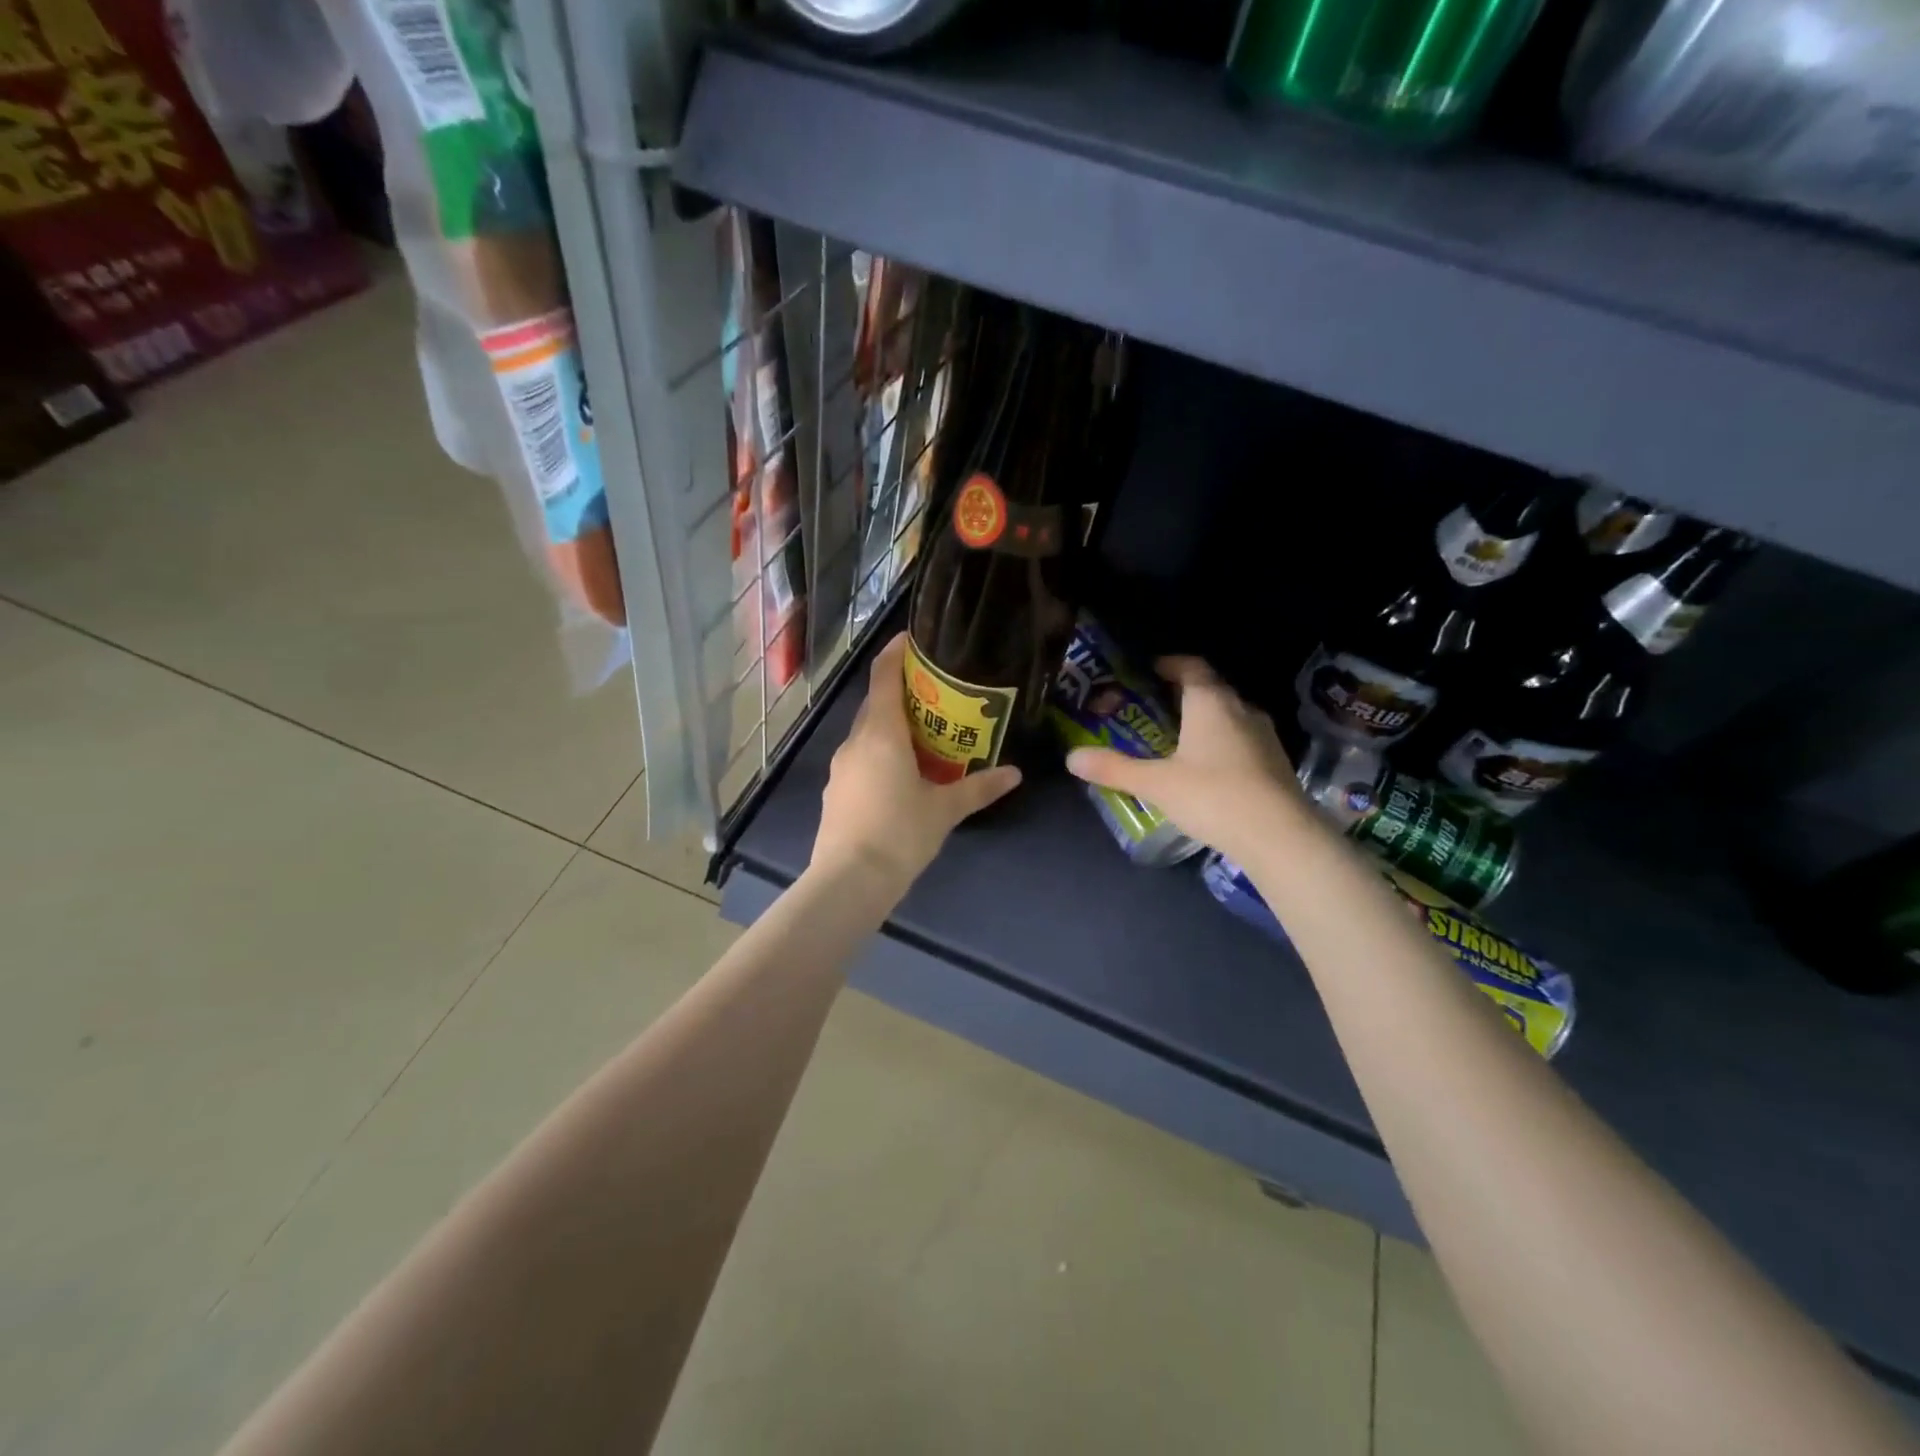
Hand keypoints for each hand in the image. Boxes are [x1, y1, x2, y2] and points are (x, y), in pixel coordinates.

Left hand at [811, 633, 1022, 894]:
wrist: (848, 881)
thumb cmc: (899, 834)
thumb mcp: (945, 810)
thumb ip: (979, 788)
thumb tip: (1015, 774)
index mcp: (881, 734)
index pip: (883, 677)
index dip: (894, 653)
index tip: (912, 639)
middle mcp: (855, 742)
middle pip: (875, 704)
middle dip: (901, 693)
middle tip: (935, 695)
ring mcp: (840, 768)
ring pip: (866, 734)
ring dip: (890, 727)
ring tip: (923, 736)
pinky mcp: (835, 792)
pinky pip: (860, 759)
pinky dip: (879, 754)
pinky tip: (900, 776)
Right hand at [1065, 655, 1305, 864]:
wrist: (1279, 835)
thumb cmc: (1212, 796)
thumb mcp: (1156, 783)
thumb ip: (1114, 769)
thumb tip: (1071, 757)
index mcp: (1210, 703)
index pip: (1192, 667)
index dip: (1171, 664)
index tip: (1151, 669)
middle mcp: (1241, 709)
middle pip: (1211, 690)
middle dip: (1184, 694)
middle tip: (1156, 707)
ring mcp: (1264, 735)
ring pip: (1230, 716)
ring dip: (1206, 720)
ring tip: (1179, 738)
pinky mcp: (1277, 762)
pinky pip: (1243, 740)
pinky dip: (1223, 744)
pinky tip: (1209, 769)